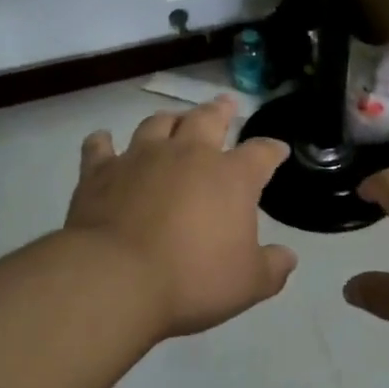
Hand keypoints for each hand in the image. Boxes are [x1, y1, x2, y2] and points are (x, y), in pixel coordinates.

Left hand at [65, 97, 296, 338]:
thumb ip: (272, 268)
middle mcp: (188, 154)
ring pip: (158, 123)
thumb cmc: (192, 279)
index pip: (261, 154)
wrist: (116, 277)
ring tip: (174, 119)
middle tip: (226, 103)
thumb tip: (287, 257)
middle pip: (208, 119)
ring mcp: (141, 157)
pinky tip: (102, 139)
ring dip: (169, 119)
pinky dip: (102, 142)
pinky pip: (100, 148)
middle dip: (221, 110)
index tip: (278, 150)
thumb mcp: (247, 284)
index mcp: (231, 177)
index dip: (272, 150)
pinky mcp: (101, 171)